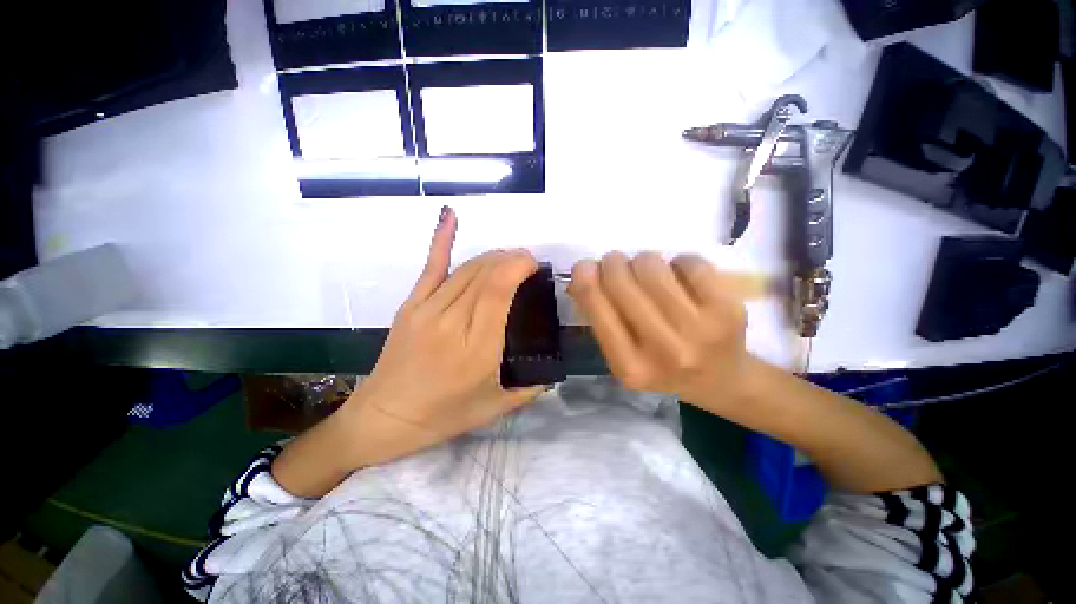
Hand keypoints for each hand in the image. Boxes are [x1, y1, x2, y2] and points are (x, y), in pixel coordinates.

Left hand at [343, 207, 545, 464]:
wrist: (384, 418)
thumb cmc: (443, 416)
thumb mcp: (495, 408)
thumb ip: (531, 388)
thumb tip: (553, 370)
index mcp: (477, 347)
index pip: (499, 289)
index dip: (519, 266)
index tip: (535, 265)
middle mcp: (453, 321)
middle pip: (485, 273)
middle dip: (511, 258)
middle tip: (527, 263)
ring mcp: (428, 309)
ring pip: (466, 268)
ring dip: (492, 256)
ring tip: (508, 258)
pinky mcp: (411, 305)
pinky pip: (430, 266)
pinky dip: (441, 239)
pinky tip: (451, 216)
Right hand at [568, 251, 752, 409]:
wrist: (721, 380)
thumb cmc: (661, 365)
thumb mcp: (622, 354)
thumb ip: (600, 318)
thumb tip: (582, 273)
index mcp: (629, 366)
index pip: (597, 308)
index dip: (585, 278)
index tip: (584, 267)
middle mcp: (664, 350)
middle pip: (622, 281)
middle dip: (613, 264)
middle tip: (616, 265)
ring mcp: (700, 329)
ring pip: (653, 266)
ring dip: (644, 262)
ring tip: (650, 275)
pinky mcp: (729, 309)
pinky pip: (689, 262)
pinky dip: (678, 263)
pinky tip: (680, 278)